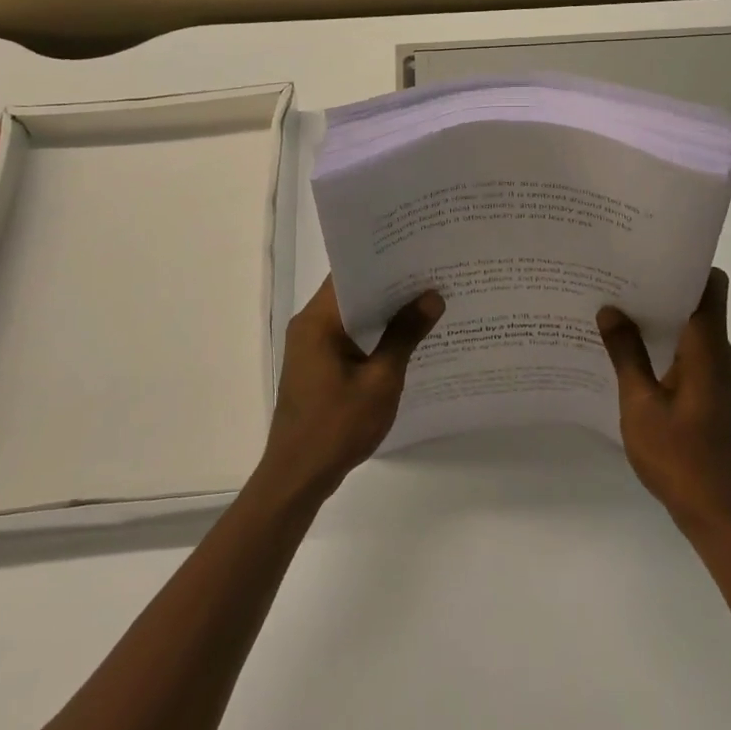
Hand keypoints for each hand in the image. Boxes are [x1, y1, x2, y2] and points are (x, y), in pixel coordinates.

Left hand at [257, 277, 443, 500]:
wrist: (298, 477)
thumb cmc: (338, 426)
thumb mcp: (381, 380)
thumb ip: (405, 335)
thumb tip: (432, 297)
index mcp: (317, 320)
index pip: (350, 273)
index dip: (383, 261)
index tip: (417, 252)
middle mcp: (308, 325)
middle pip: (351, 292)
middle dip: (389, 285)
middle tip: (431, 274)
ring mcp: (310, 347)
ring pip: (350, 316)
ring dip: (382, 311)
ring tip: (425, 301)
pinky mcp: (316, 367)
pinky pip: (347, 337)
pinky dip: (372, 334)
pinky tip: (404, 338)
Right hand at [597, 269, 730, 534]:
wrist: (720, 516)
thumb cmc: (680, 457)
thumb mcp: (640, 404)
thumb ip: (626, 354)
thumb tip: (611, 310)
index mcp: (708, 350)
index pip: (710, 287)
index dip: (686, 265)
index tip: (648, 255)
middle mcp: (721, 357)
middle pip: (699, 306)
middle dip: (661, 291)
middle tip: (617, 282)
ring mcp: (721, 379)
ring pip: (693, 333)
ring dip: (660, 322)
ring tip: (616, 315)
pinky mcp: (716, 398)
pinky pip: (691, 357)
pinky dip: (665, 348)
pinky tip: (631, 357)